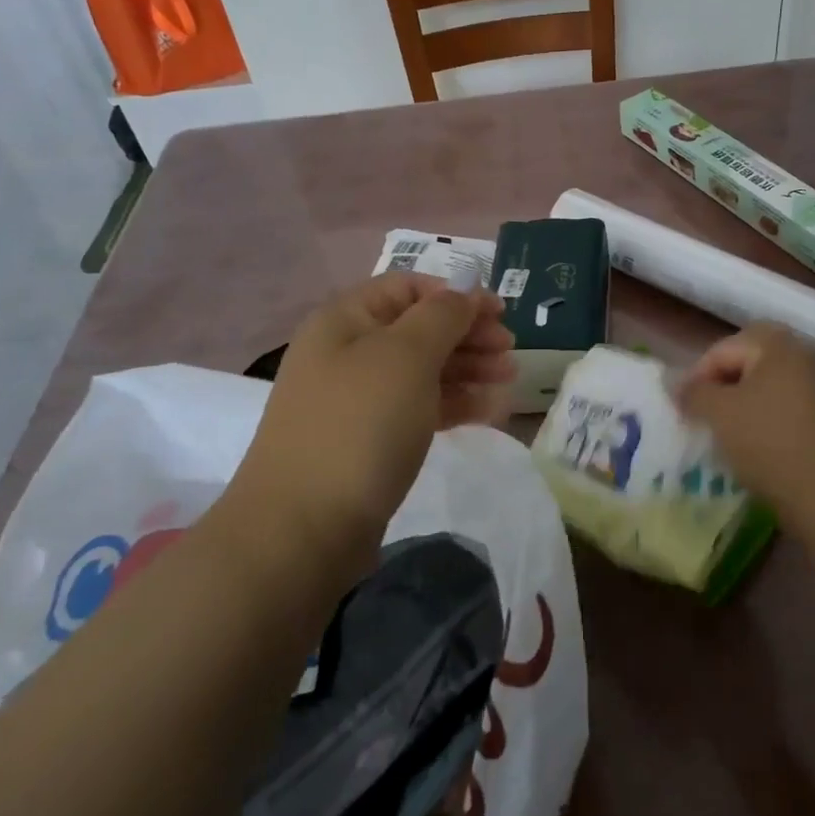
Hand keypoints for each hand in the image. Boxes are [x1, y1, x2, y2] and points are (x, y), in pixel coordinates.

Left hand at [228, 274, 514, 563]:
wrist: (303, 529)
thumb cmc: (359, 425)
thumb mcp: (406, 356)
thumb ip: (442, 315)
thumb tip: (464, 289)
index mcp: (346, 319)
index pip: (408, 287)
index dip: (456, 294)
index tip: (501, 312)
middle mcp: (348, 352)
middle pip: (419, 328)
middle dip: (468, 334)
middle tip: (510, 351)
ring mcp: (358, 399)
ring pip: (422, 370)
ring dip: (468, 368)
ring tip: (510, 379)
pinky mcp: (369, 440)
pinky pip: (418, 407)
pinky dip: (455, 403)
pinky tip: (490, 410)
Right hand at [679, 324, 814, 535]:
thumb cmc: (767, 442)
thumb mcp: (718, 413)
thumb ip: (692, 392)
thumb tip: (671, 381)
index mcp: (777, 345)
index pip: (723, 349)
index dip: (696, 375)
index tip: (682, 407)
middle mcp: (803, 356)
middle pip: (748, 360)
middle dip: (721, 383)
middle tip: (702, 411)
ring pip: (766, 384)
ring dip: (742, 401)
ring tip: (723, 430)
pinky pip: (784, 405)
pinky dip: (764, 417)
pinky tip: (752, 443)